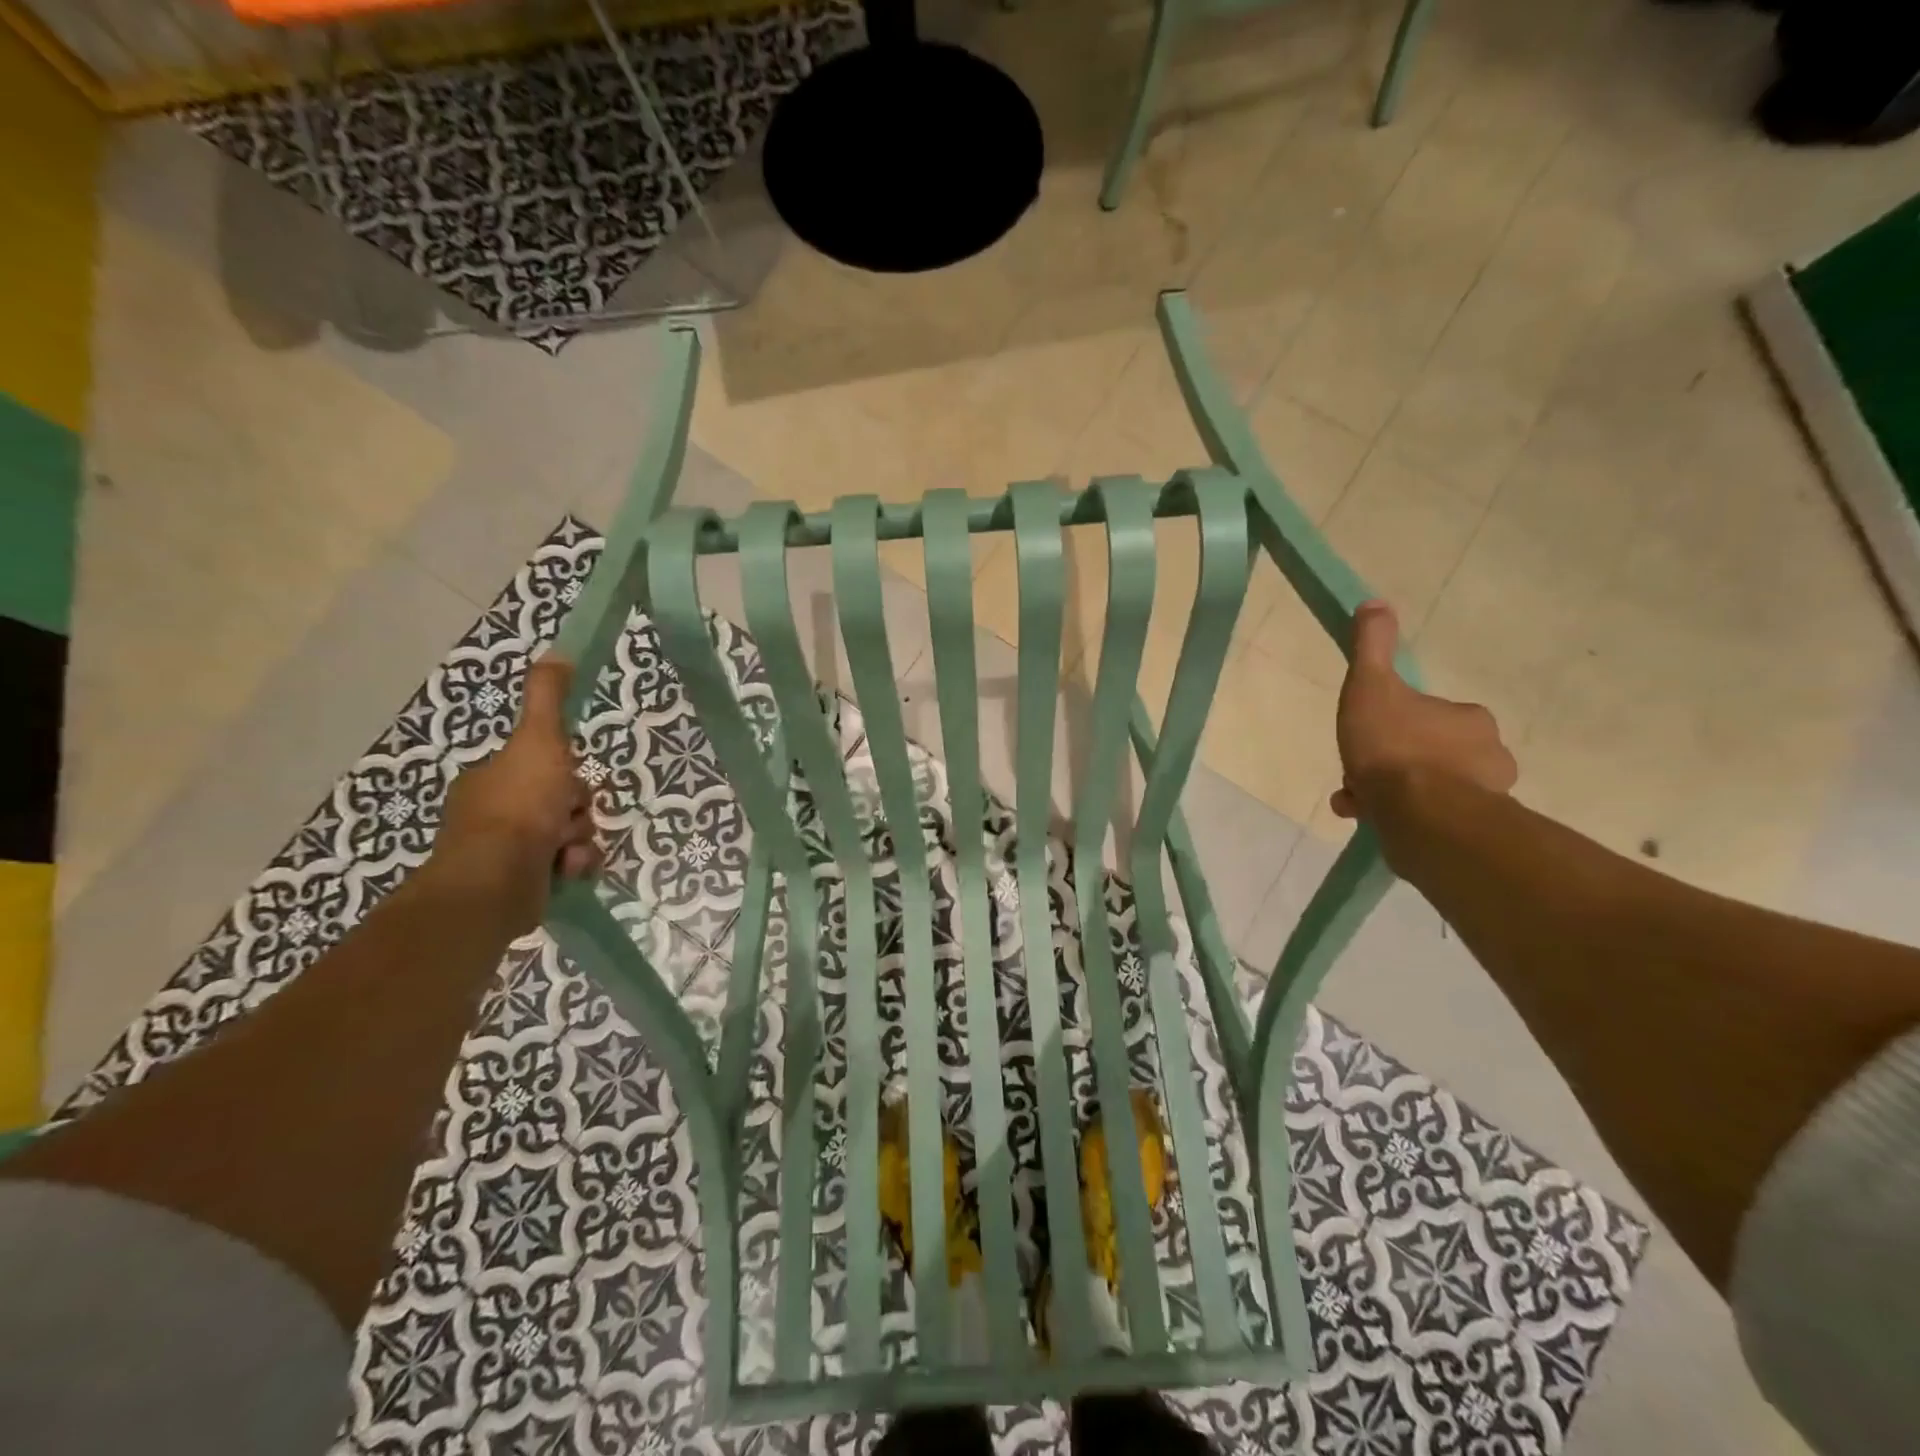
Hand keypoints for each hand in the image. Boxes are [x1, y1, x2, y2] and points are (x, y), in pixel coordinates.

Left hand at [429, 657, 601, 930]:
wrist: (498, 881)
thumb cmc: (519, 806)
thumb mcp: (540, 741)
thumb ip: (548, 698)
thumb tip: (557, 652)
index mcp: (493, 779)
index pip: (546, 767)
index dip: (566, 772)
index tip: (569, 779)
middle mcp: (496, 813)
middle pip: (563, 801)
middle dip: (577, 810)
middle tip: (570, 816)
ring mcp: (506, 852)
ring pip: (570, 833)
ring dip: (579, 839)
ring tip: (567, 851)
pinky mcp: (522, 884)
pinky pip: (567, 865)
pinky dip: (574, 866)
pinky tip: (568, 870)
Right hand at [1331, 601, 1517, 819]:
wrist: (1422, 815)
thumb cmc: (1395, 746)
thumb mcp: (1371, 687)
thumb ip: (1372, 647)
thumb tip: (1375, 603)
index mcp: (1469, 718)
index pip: (1428, 716)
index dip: (1392, 724)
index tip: (1365, 737)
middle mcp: (1488, 754)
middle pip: (1429, 752)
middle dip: (1391, 763)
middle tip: (1358, 775)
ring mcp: (1486, 796)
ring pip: (1430, 788)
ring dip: (1393, 793)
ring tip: (1357, 804)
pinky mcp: (1475, 831)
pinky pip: (1433, 818)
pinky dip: (1403, 818)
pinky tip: (1374, 822)